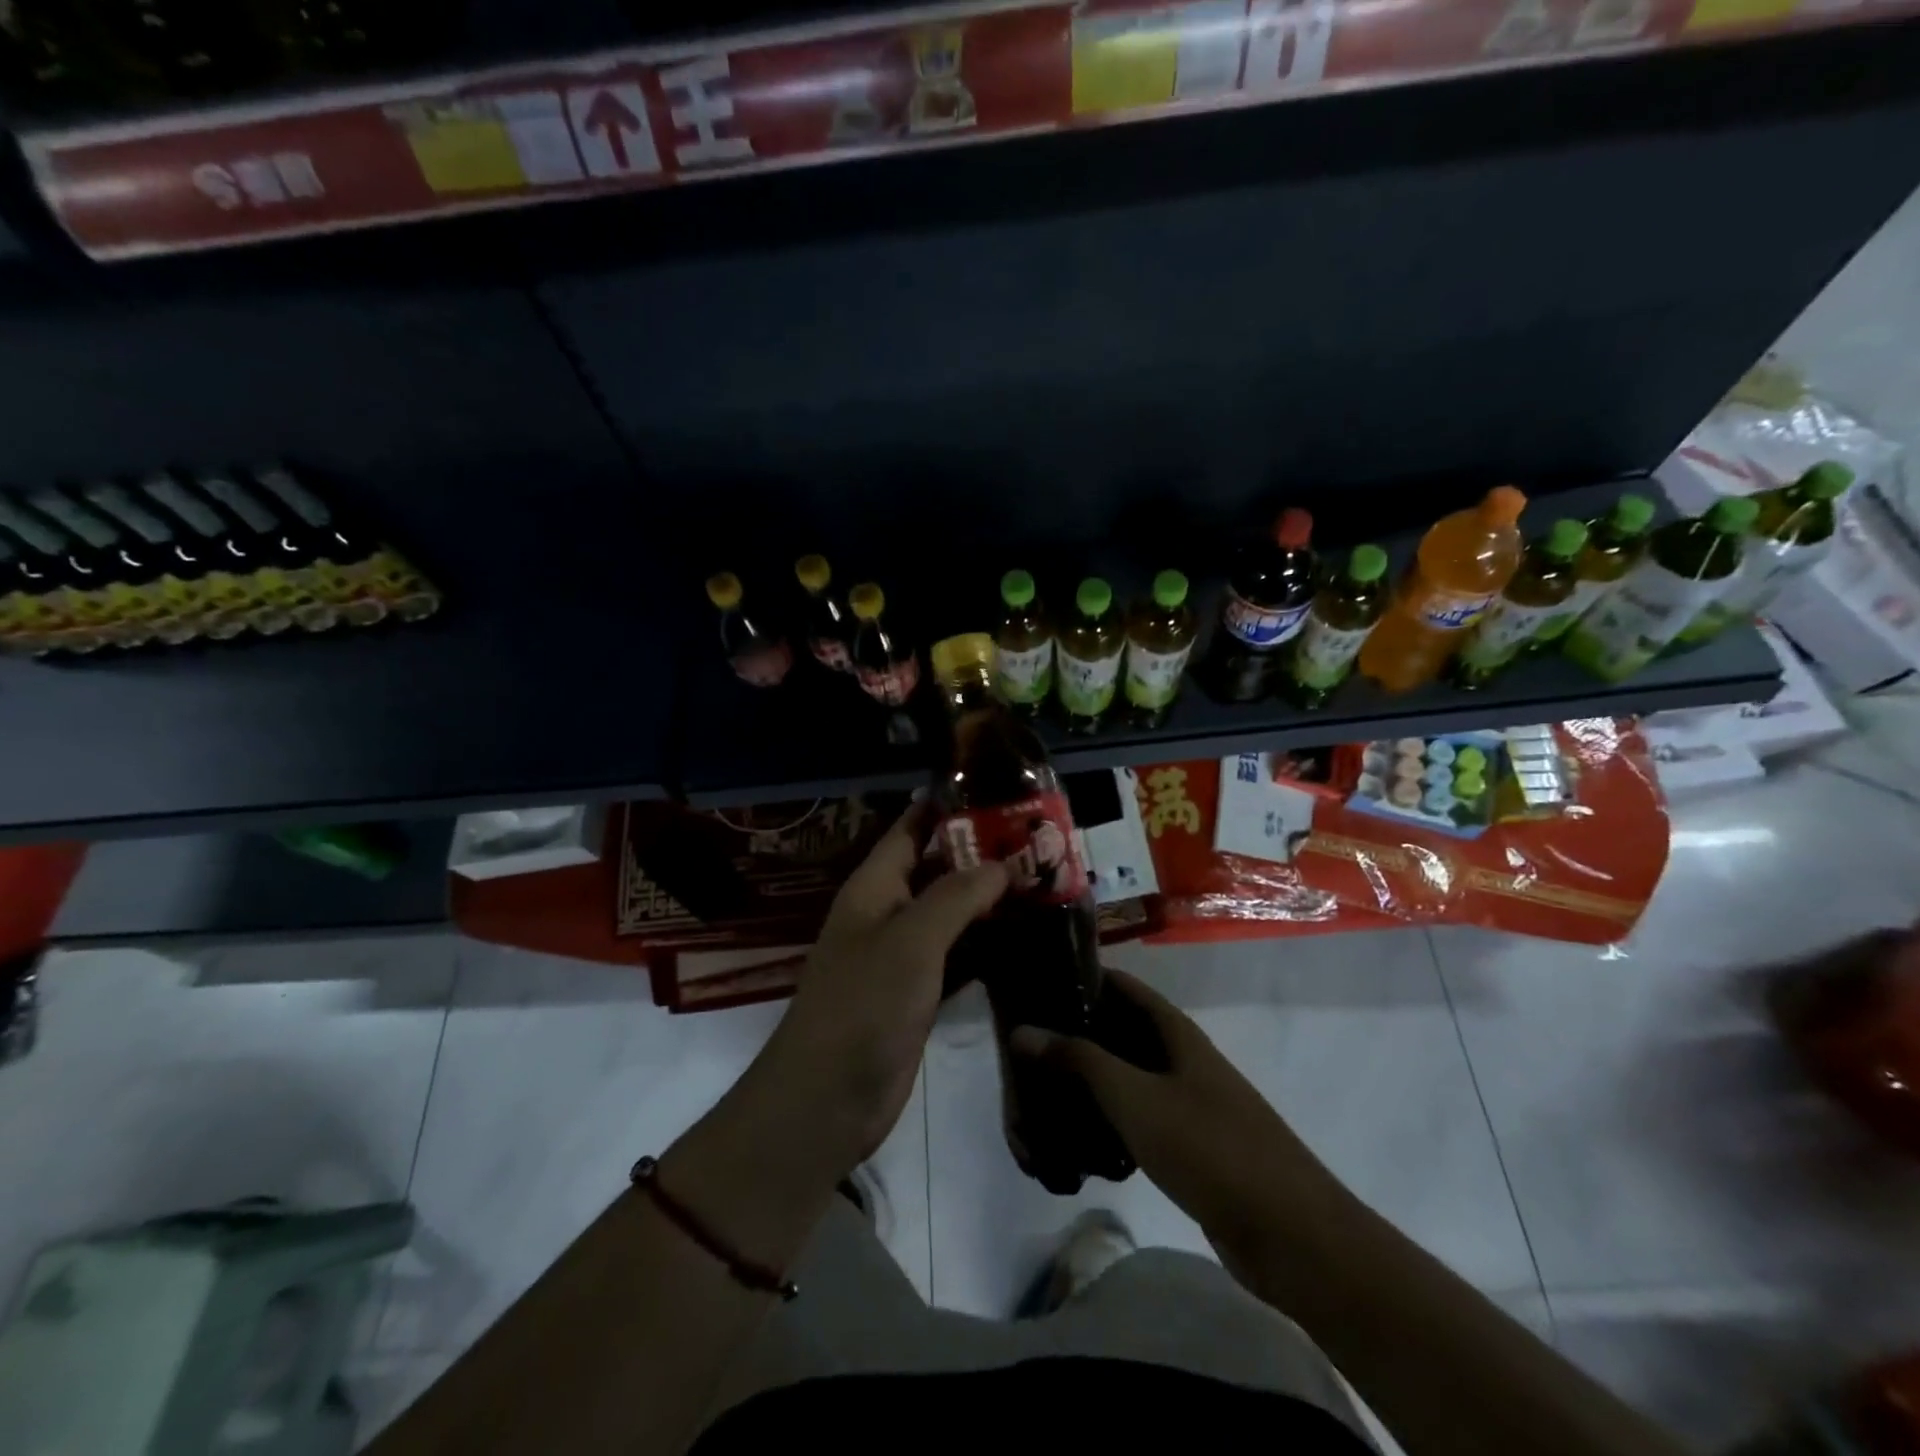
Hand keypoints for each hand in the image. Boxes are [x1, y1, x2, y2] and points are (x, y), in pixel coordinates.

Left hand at [755, 804, 1007, 1172]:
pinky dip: (988, 943)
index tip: (998, 789)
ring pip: (952, 912)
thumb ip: (956, 896)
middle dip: (982, 852)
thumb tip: (1002, 863)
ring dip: (990, 898)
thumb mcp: (911, 941)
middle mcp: (888, 911)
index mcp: (875, 886)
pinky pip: (958, 954)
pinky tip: (1028, 936)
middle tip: (1040, 838)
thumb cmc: (863, 1006)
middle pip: (938, 867)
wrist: (828, 1099)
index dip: (948, 805)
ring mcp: (903, 954)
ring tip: (1044, 878)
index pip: (912, 827)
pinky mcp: (919, 991)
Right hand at [1012, 969, 1336, 1254]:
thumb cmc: (1210, 1148)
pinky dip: (1109, 1122)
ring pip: (1127, 1079)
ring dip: (1088, 1084)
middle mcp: (1181, 1057)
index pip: (1120, 985)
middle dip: (1074, 1038)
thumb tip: (1023, 1029)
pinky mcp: (1190, 1144)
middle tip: (1024, 1051)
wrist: (1292, 1235)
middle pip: (1119, 1032)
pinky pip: (1139, 1119)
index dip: (1079, 979)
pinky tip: (1078, 1144)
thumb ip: (1079, 1060)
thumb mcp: (1135, 1098)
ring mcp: (1188, 1101)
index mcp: (1175, 1031)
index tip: (1033, 987)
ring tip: (1040, 1097)